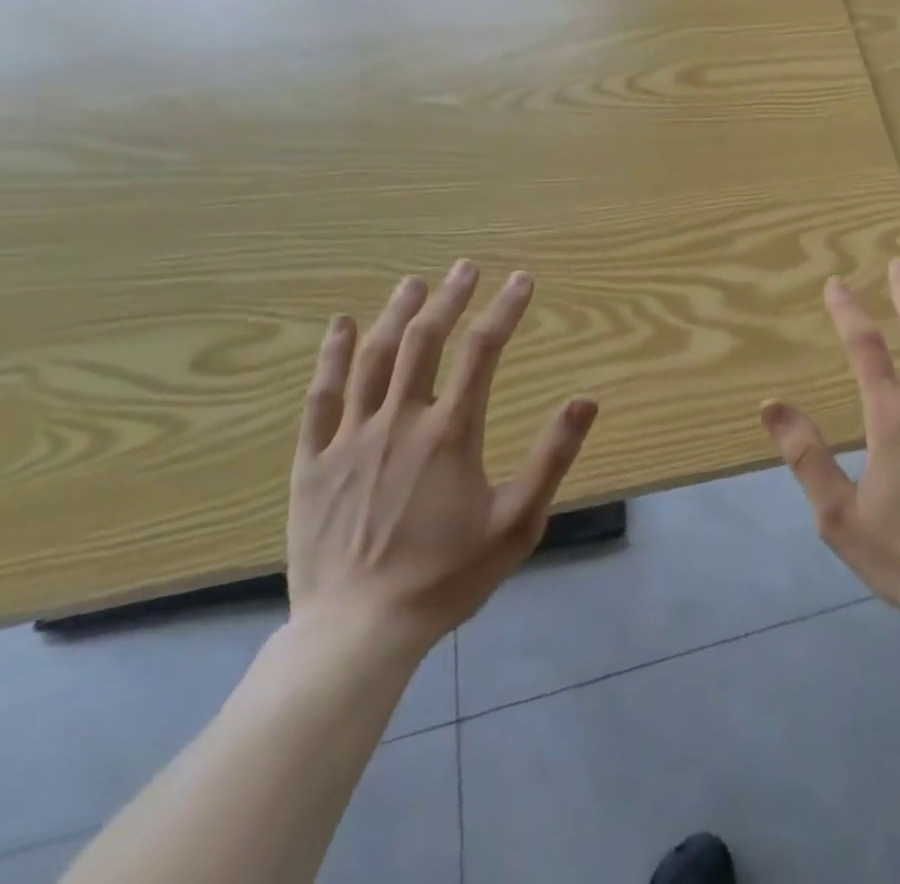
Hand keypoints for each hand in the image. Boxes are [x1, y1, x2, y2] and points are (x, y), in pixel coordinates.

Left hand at [287, 261, 598, 659]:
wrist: (357, 632)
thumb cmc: (447, 576)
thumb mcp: (518, 522)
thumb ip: (552, 457)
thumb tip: (586, 400)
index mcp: (450, 432)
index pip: (483, 351)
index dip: (505, 310)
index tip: (522, 280)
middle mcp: (400, 421)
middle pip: (425, 340)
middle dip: (449, 297)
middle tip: (466, 267)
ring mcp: (350, 439)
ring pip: (373, 358)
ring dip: (395, 313)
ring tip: (414, 282)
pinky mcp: (313, 462)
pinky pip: (320, 397)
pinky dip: (331, 356)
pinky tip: (339, 327)